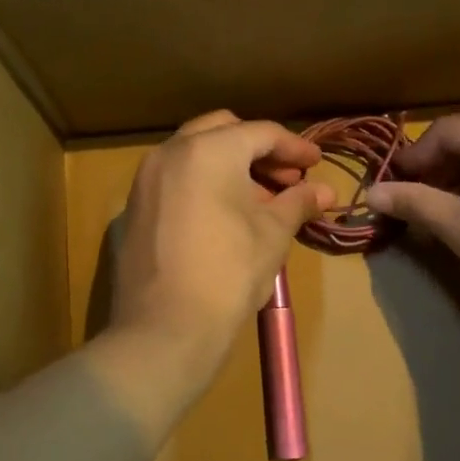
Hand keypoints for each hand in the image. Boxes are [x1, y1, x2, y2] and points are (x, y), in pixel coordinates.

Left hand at [106, 111, 333, 387]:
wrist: (165, 328)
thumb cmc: (229, 273)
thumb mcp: (273, 234)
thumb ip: (298, 202)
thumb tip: (325, 191)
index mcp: (208, 150)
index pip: (261, 133)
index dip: (295, 147)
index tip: (317, 162)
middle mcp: (171, 153)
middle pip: (223, 132)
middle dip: (258, 149)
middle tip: (287, 178)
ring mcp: (146, 180)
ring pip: (195, 154)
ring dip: (230, 166)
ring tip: (261, 200)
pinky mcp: (134, 208)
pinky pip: (175, 180)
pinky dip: (203, 184)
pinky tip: (224, 215)